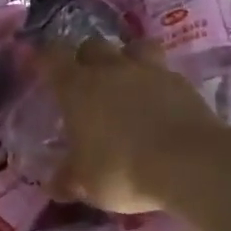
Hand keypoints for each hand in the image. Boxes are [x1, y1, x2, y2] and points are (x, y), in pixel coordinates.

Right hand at [41, 38, 221, 212]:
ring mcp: (150, 71)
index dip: (44, 59)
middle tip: (84, 81)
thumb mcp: (86, 184)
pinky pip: (163, 71)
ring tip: (126, 80)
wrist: (191, 164)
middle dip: (85, 58)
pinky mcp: (182, 82)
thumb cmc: (123, 170)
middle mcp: (111, 70)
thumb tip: (54, 185)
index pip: (52, 57)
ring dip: (125, 58)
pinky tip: (159, 102)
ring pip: (133, 47)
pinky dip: (156, 81)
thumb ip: (67, 180)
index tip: (39, 67)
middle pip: (92, 46)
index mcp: (77, 88)